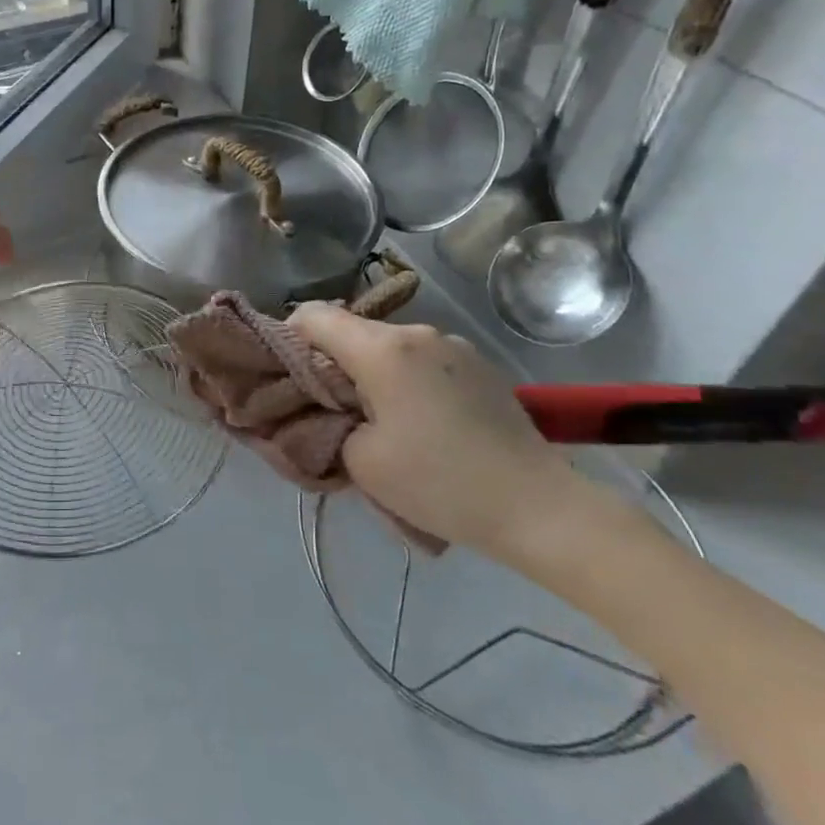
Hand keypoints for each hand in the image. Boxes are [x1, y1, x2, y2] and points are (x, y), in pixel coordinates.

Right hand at [289, 305, 600, 559]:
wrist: (540, 508)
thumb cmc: (439, 483)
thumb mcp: (360, 461)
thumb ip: (326, 422)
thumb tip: (325, 407)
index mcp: (383, 349)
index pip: (314, 316)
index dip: (287, 337)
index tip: (284, 375)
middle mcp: (418, 333)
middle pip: (352, 332)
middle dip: (330, 363)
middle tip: (327, 410)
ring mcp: (454, 346)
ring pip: (388, 347)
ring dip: (370, 374)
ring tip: (378, 423)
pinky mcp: (480, 366)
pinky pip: (422, 361)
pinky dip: (404, 381)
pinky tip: (420, 424)